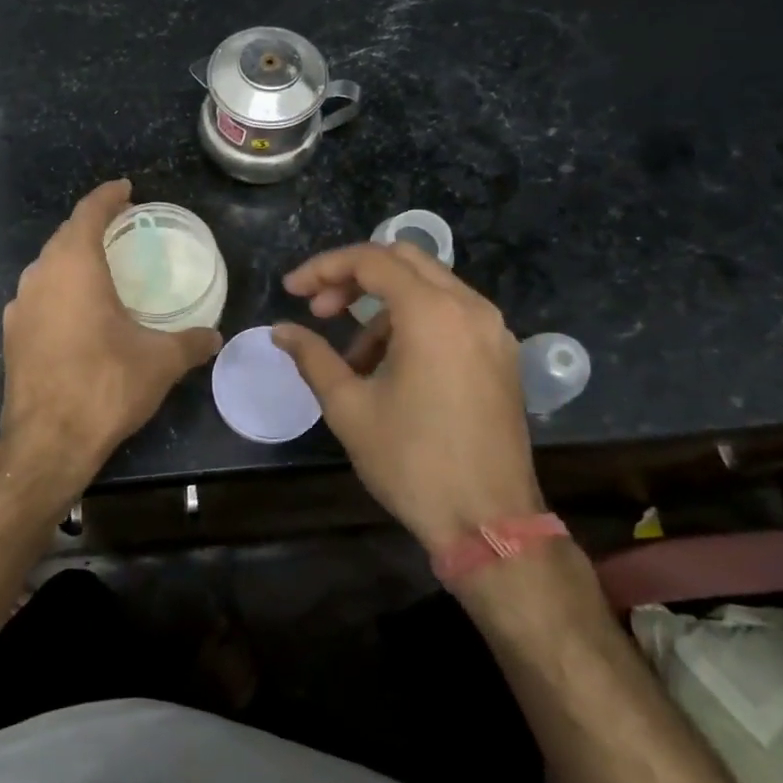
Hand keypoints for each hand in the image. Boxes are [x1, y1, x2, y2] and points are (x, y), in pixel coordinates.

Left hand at [0, 180, 221, 500]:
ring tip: (100, 266)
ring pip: (47, 266)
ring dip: (72, 258)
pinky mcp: (11, 335)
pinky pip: (38, 296)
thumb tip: (215, 336)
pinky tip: (76, 311)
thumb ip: (191, 341)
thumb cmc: (106, 385)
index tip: (126, 189)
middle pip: (65, 236)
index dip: (108, 196)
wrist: (47, 441)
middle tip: (121, 226)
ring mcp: (19, 306)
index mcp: (74, 266)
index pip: (88, 213)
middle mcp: (40, 276)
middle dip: (91, 225)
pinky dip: (59, 289)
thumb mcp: (160, 362)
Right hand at [272, 243, 541, 550]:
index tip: (291, 292)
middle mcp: (470, 308)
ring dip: (383, 308)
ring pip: (429, 288)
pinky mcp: (501, 356)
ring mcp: (493, 331)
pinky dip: (414, 324)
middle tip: (320, 311)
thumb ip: (312, 357)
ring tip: (353, 361)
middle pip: (403, 261)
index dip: (323, 269)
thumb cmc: (411, 461)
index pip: (370, 261)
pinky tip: (391, 368)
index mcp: (432, 313)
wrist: (488, 521)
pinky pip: (451, 316)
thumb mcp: (349, 407)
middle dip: (354, 278)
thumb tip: (280, 331)